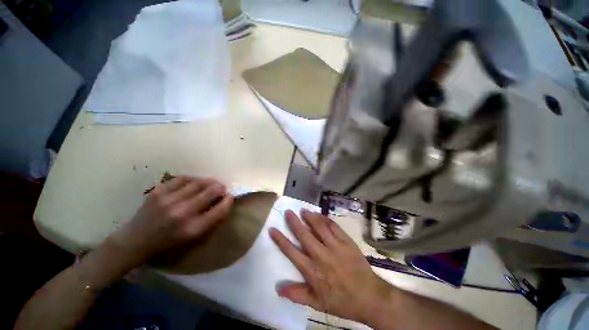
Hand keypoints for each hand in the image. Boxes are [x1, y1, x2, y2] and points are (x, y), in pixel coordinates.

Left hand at [110, 176, 233, 265]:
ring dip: (209, 181)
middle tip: (221, 188)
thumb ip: (212, 219)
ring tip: (211, 183)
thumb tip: (224, 200)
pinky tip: (195, 183)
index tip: (230, 196)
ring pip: (199, 182)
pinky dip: (193, 179)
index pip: (220, 209)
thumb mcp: (194, 238)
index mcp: (193, 229)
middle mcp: (182, 213)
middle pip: (212, 191)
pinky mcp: (158, 191)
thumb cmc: (169, 242)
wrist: (135, 241)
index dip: (228, 200)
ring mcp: (169, 200)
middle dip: (221, 188)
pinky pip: (183, 178)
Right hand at [269, 209, 393, 323]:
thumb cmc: (341, 300)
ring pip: (319, 227)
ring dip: (310, 217)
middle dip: (294, 222)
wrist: (369, 296)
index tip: (273, 229)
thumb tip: (278, 288)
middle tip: (288, 212)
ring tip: (303, 210)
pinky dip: (325, 219)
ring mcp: (335, 246)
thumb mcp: (317, 303)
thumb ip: (297, 294)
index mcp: (312, 271)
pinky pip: (334, 227)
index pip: (292, 252)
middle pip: (304, 235)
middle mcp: (321, 255)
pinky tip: (320, 215)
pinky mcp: (346, 241)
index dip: (281, 240)